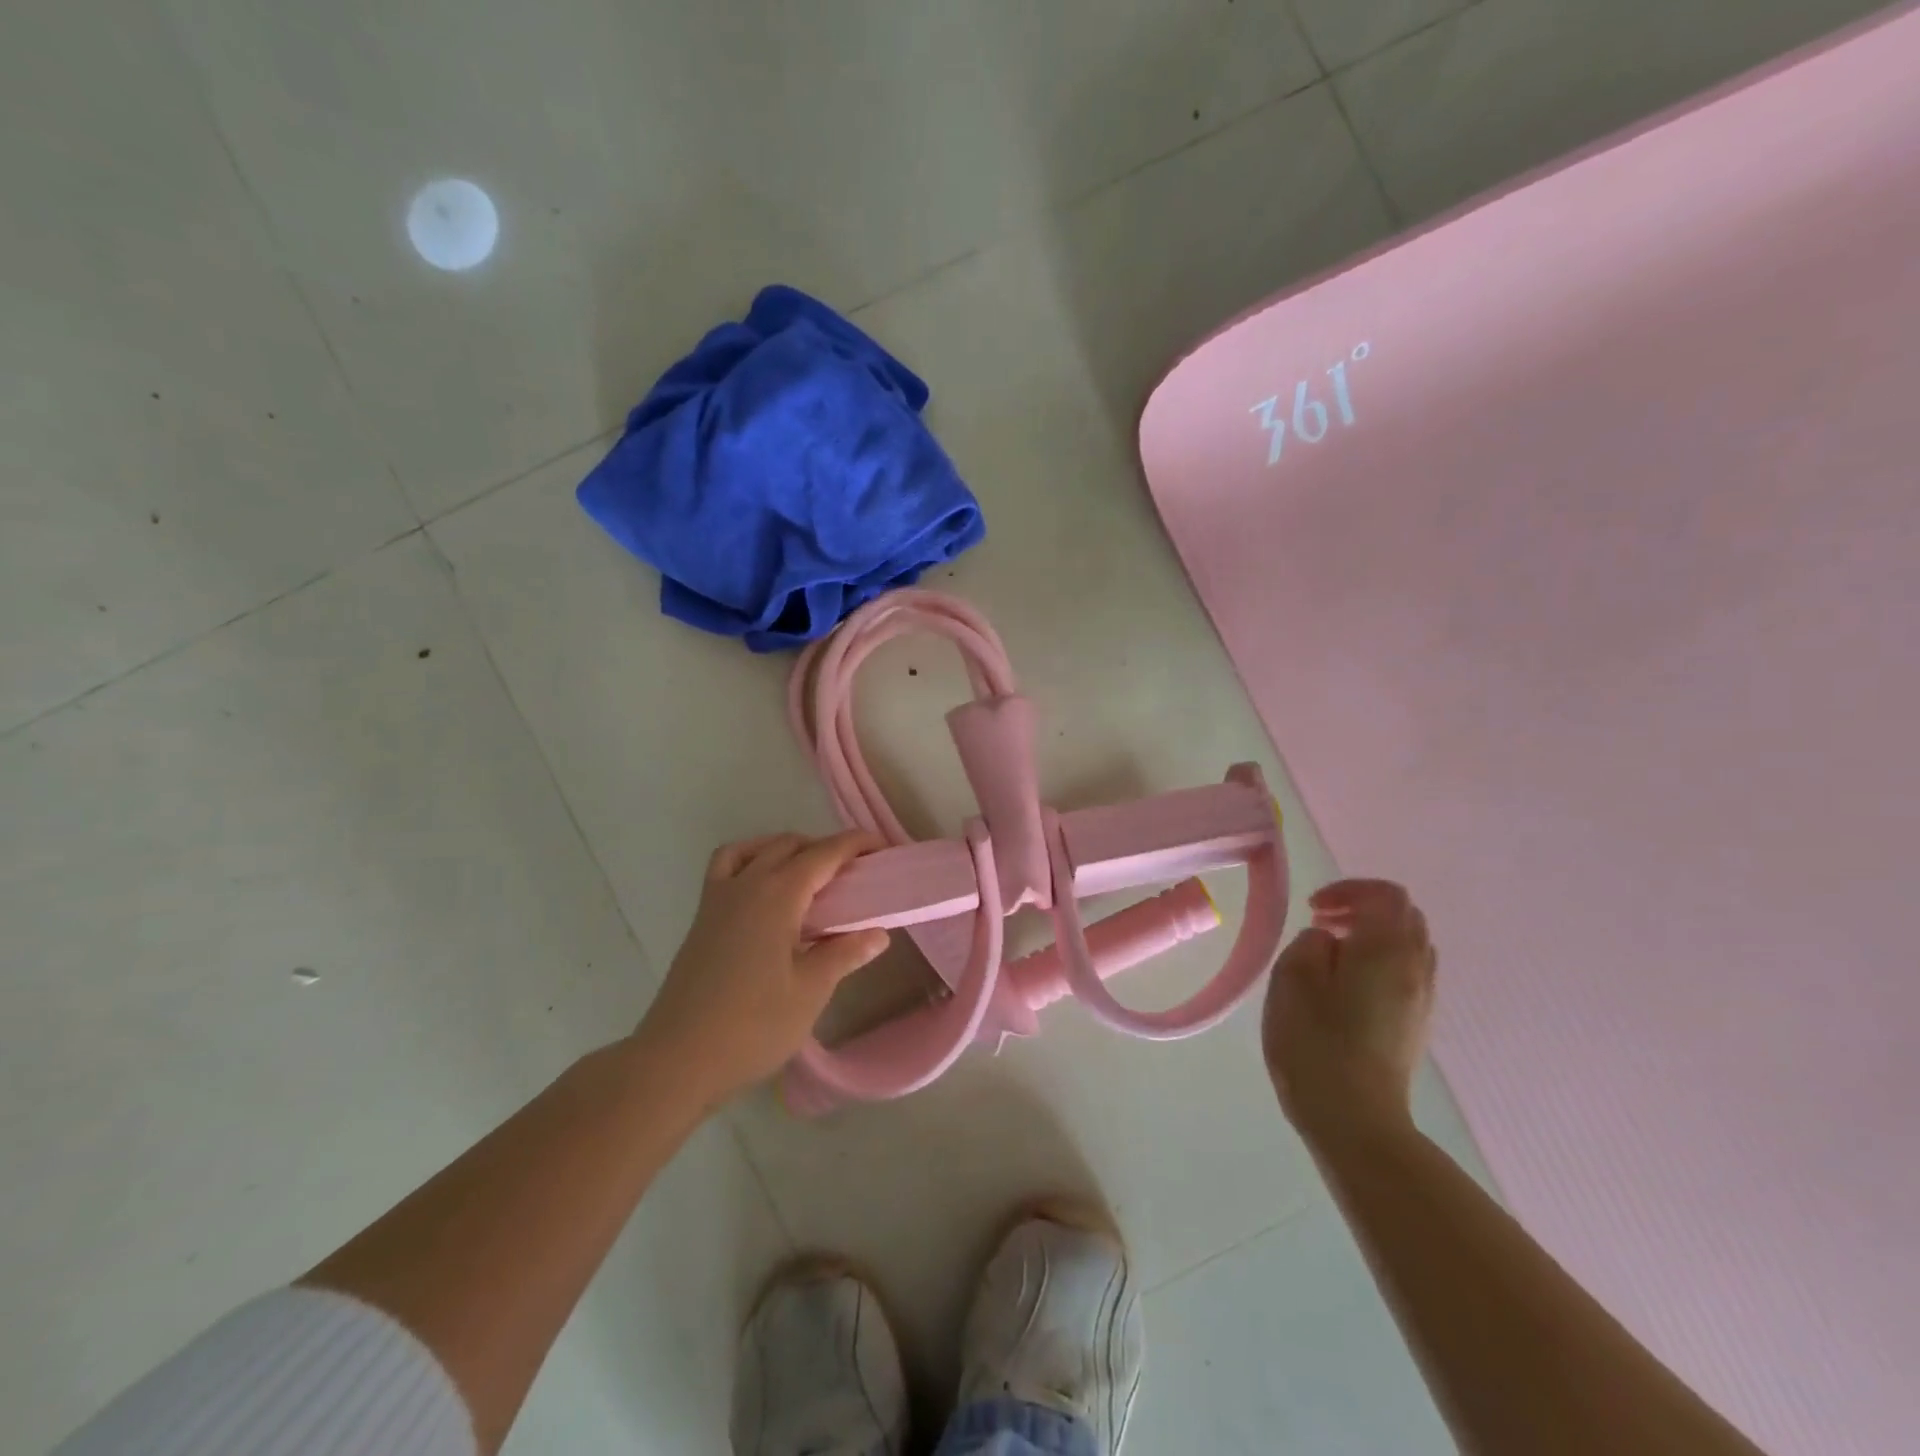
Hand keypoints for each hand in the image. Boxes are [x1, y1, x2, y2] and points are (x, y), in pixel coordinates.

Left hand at [635, 831, 890, 1109]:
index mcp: (777, 896)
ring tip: (812, 876)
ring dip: (788, 850)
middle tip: (855, 873)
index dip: (854, 844)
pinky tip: (764, 886)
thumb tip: (878, 933)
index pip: (824, 854)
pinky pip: (726, 866)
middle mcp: (747, 885)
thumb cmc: (752, 1027)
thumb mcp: (810, 992)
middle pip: (791, 845)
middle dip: (826, 848)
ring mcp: (718, 899)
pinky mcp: (702, 917)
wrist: (678, 1060)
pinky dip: (750, 859)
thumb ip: (844, 954)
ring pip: (757, 850)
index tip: (881, 847)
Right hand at [1262, 879, 1435, 1145]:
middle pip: (1404, 915)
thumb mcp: (1292, 977)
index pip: (1385, 894)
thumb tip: (1329, 941)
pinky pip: (1406, 973)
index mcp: (1386, 948)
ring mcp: (1422, 999)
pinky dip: (1379, 962)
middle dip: (1363, 908)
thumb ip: (1311, 943)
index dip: (1348, 889)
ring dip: (1372, 935)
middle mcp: (1415, 967)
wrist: (1355, 1119)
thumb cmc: (1316, 1042)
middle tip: (1322, 923)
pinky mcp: (1417, 1025)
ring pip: (1409, 945)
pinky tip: (1345, 986)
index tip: (1313, 908)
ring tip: (1331, 953)